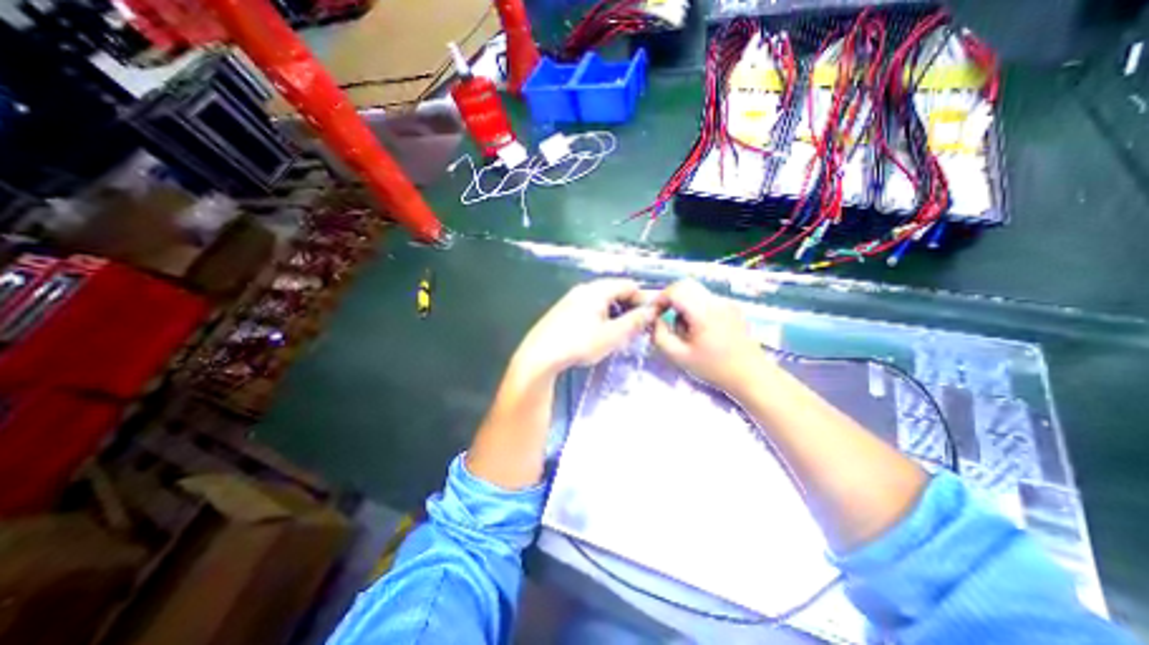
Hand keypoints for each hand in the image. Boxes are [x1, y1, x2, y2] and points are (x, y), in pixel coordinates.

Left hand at [512, 280, 654, 380]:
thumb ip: (634, 322)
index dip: (642, 298)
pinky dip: (600, 318)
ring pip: (601, 301)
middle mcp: (583, 289)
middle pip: (614, 292)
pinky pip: (588, 308)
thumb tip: (651, 311)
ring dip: (614, 314)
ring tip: (618, 334)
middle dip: (628, 308)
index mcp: (597, 290)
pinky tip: (598, 335)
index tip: (649, 317)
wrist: (540, 355)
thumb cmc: (579, 343)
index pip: (627, 285)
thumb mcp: (612, 335)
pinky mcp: (562, 311)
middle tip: (635, 328)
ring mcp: (570, 300)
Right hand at [649, 276, 766, 396]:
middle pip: (686, 286)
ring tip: (686, 331)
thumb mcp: (679, 357)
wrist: (752, 376)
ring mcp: (727, 303)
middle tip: (664, 317)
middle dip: (670, 299)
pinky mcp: (732, 308)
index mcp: (704, 312)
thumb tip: (655, 320)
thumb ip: (660, 336)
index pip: (676, 289)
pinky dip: (696, 309)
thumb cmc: (714, 368)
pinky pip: (706, 300)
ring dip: (683, 305)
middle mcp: (716, 301)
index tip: (654, 314)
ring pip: (695, 292)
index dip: (660, 298)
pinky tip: (700, 331)